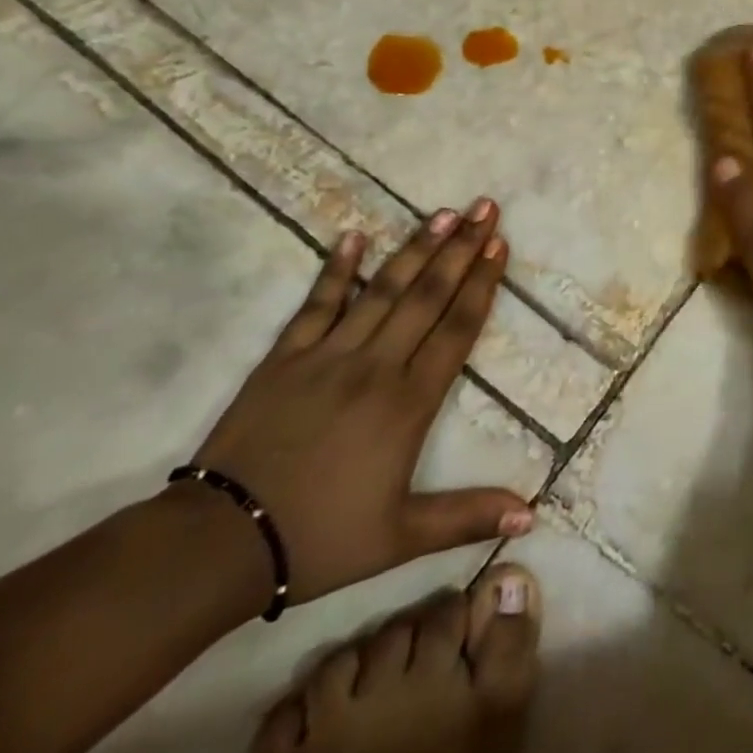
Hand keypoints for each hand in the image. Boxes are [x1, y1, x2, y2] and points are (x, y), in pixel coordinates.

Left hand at [187, 202, 532, 606]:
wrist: (220, 544)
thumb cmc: (320, 538)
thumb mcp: (401, 538)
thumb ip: (468, 516)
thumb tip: (532, 514)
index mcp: (409, 402)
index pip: (456, 328)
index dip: (481, 284)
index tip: (499, 246)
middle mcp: (376, 365)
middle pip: (427, 295)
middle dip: (461, 249)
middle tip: (485, 208)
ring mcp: (328, 355)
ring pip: (382, 289)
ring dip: (416, 248)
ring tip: (443, 213)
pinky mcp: (285, 357)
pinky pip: (318, 303)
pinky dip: (337, 268)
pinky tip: (354, 235)